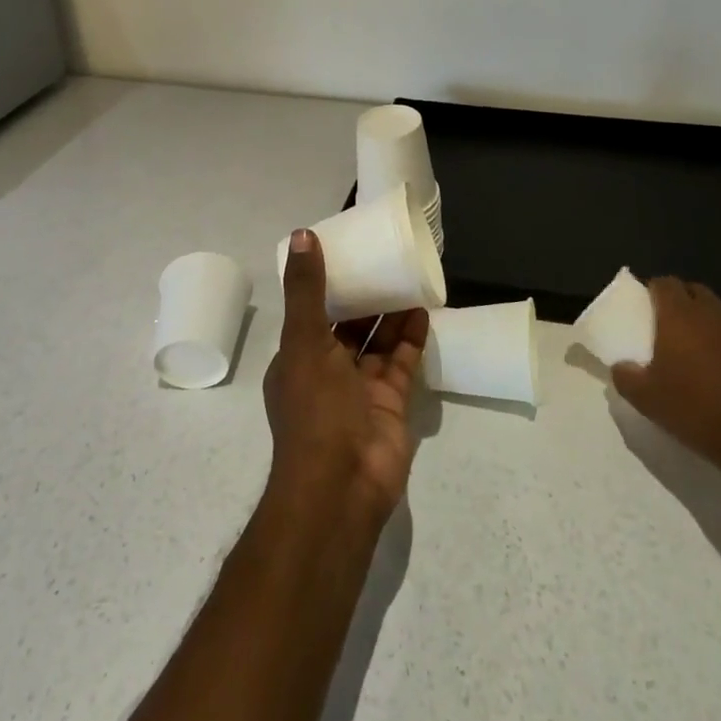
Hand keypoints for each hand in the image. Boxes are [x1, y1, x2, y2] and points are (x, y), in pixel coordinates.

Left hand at [263, 229, 428, 527]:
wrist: (343, 485)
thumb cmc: (316, 409)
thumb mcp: (304, 341)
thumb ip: (307, 290)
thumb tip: (303, 235)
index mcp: (298, 357)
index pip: (312, 311)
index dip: (328, 284)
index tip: (349, 253)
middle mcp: (326, 371)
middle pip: (348, 325)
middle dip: (365, 297)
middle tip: (386, 259)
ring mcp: (360, 389)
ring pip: (376, 341)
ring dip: (390, 313)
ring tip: (409, 276)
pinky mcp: (391, 402)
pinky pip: (401, 361)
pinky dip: (411, 337)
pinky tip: (423, 309)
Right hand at [610, 279, 720, 494]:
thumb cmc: (696, 411)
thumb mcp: (646, 400)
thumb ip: (625, 376)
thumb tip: (620, 366)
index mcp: (680, 316)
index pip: (665, 283)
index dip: (654, 290)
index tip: (646, 307)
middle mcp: (714, 313)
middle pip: (695, 291)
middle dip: (681, 301)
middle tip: (670, 327)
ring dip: (709, 323)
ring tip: (702, 351)